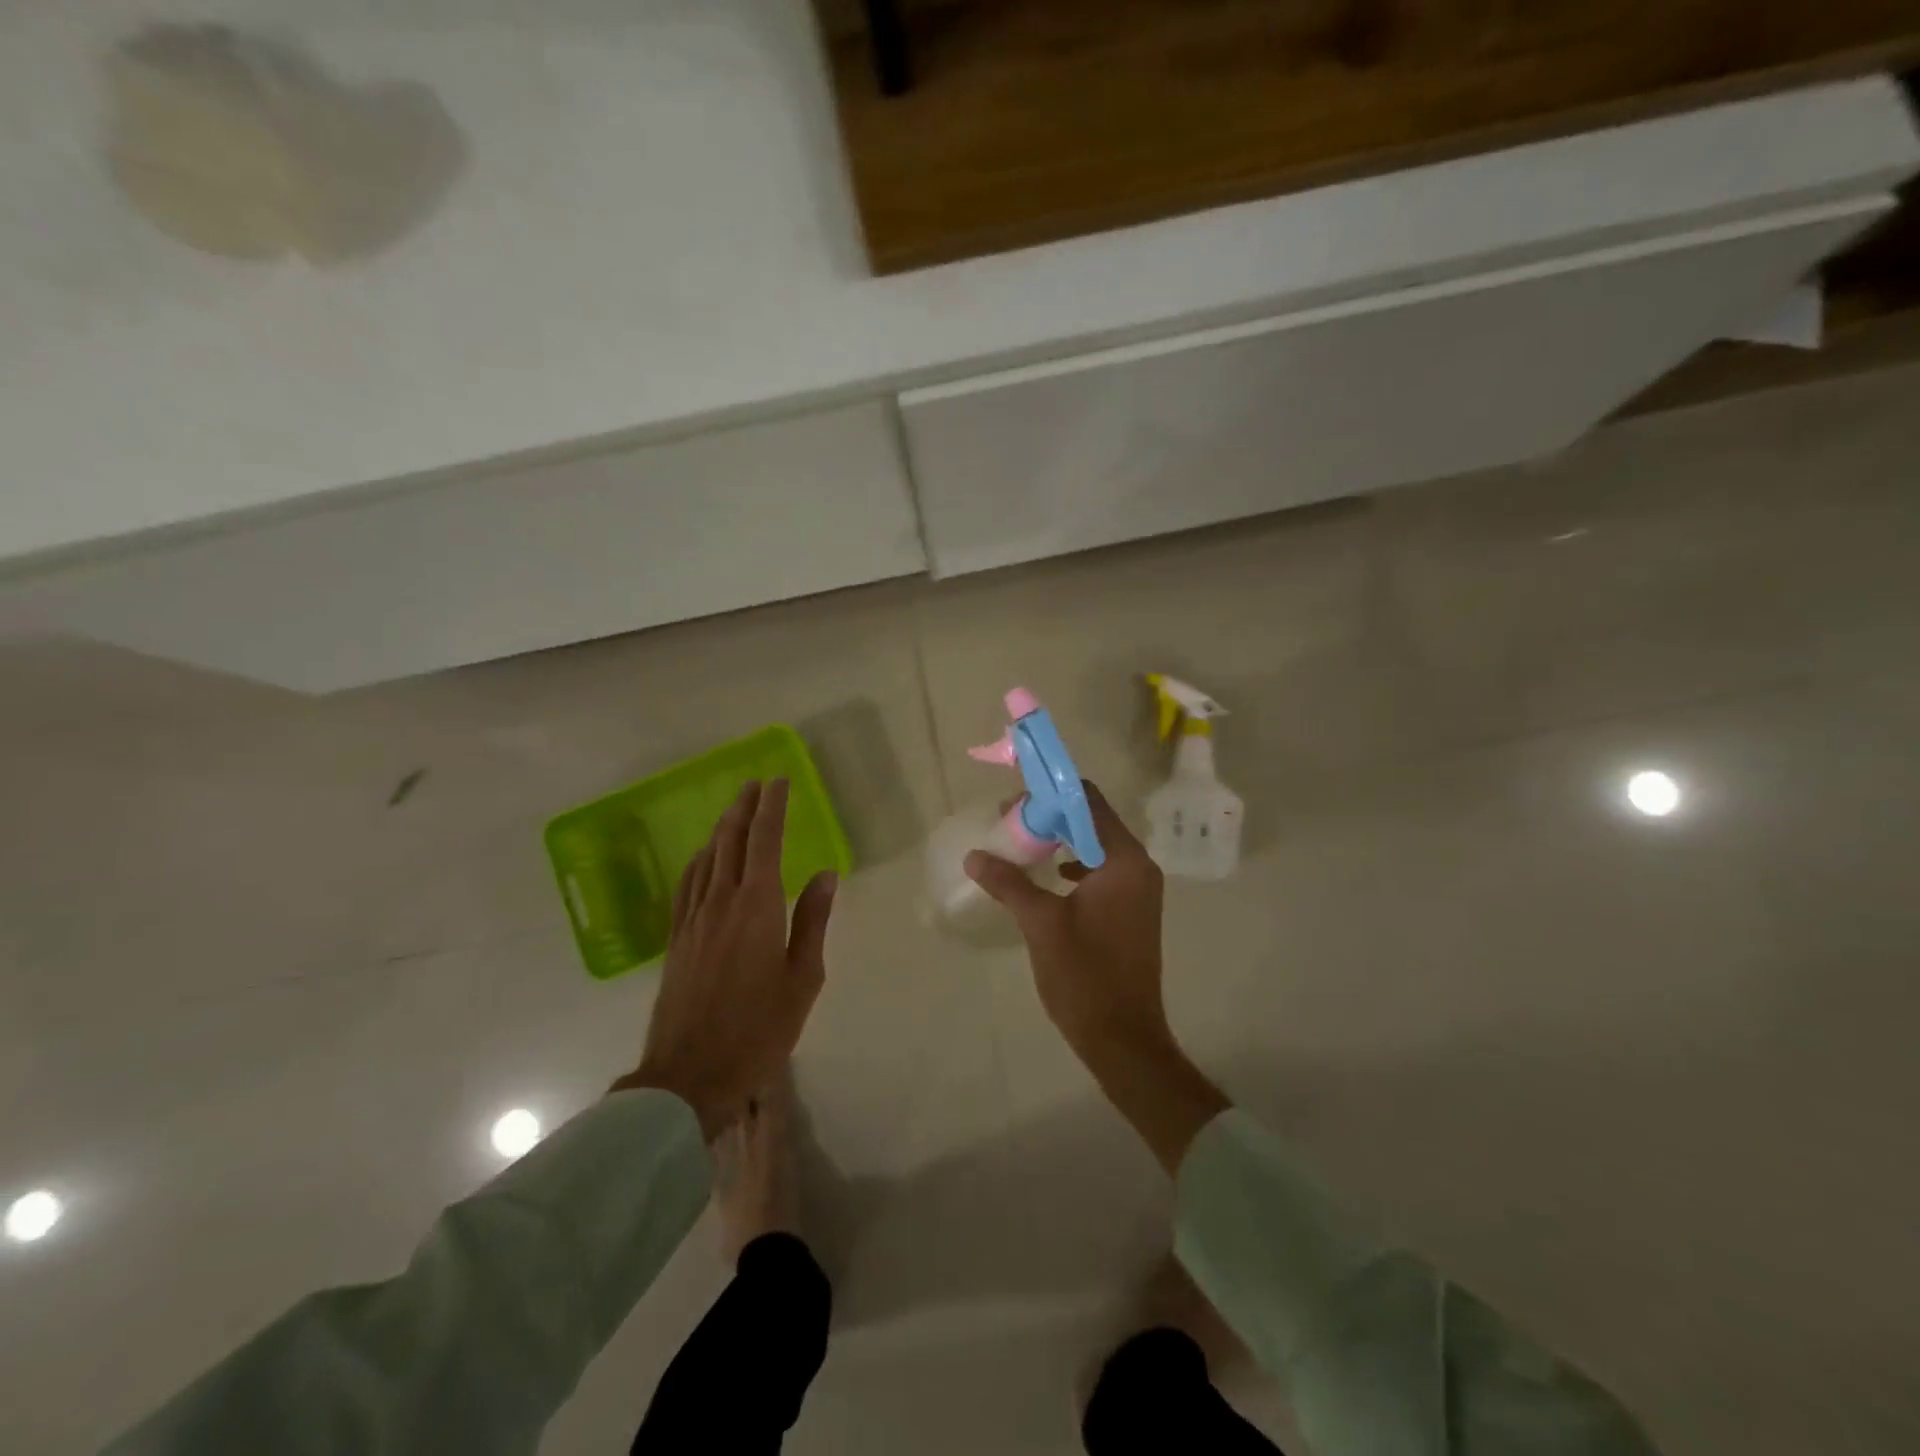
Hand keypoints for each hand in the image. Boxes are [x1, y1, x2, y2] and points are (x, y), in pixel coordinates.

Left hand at [615, 780, 836, 1140]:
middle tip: (756, 784)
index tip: (779, 782)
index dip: (772, 808)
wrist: (690, 1074)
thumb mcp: (803, 977)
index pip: (764, 841)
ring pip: (707, 859)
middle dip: (744, 807)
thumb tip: (825, 874)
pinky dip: (699, 861)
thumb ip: (813, 920)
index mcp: (757, 906)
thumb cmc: (759, 1028)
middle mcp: (721, 901)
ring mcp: (693, 919)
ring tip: (734, 810)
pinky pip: (687, 885)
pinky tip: (703, 858)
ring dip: (722, 829)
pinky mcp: (676, 939)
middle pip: (731, 841)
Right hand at [965, 781, 1168, 1068]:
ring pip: (1095, 846)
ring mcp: (1138, 890)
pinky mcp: (1131, 910)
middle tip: (1008, 824)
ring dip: (1059, 841)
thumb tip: (975, 856)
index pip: (1088, 801)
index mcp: (1124, 860)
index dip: (1050, 795)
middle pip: (1092, 820)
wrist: (1123, 1037)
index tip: (1013, 804)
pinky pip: (1100, 871)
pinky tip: (1046, 877)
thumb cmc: (1085, 975)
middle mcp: (1138, 866)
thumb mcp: (1041, 924)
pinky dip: (1073, 865)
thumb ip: (1009, 883)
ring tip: (1021, 847)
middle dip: (1050, 818)